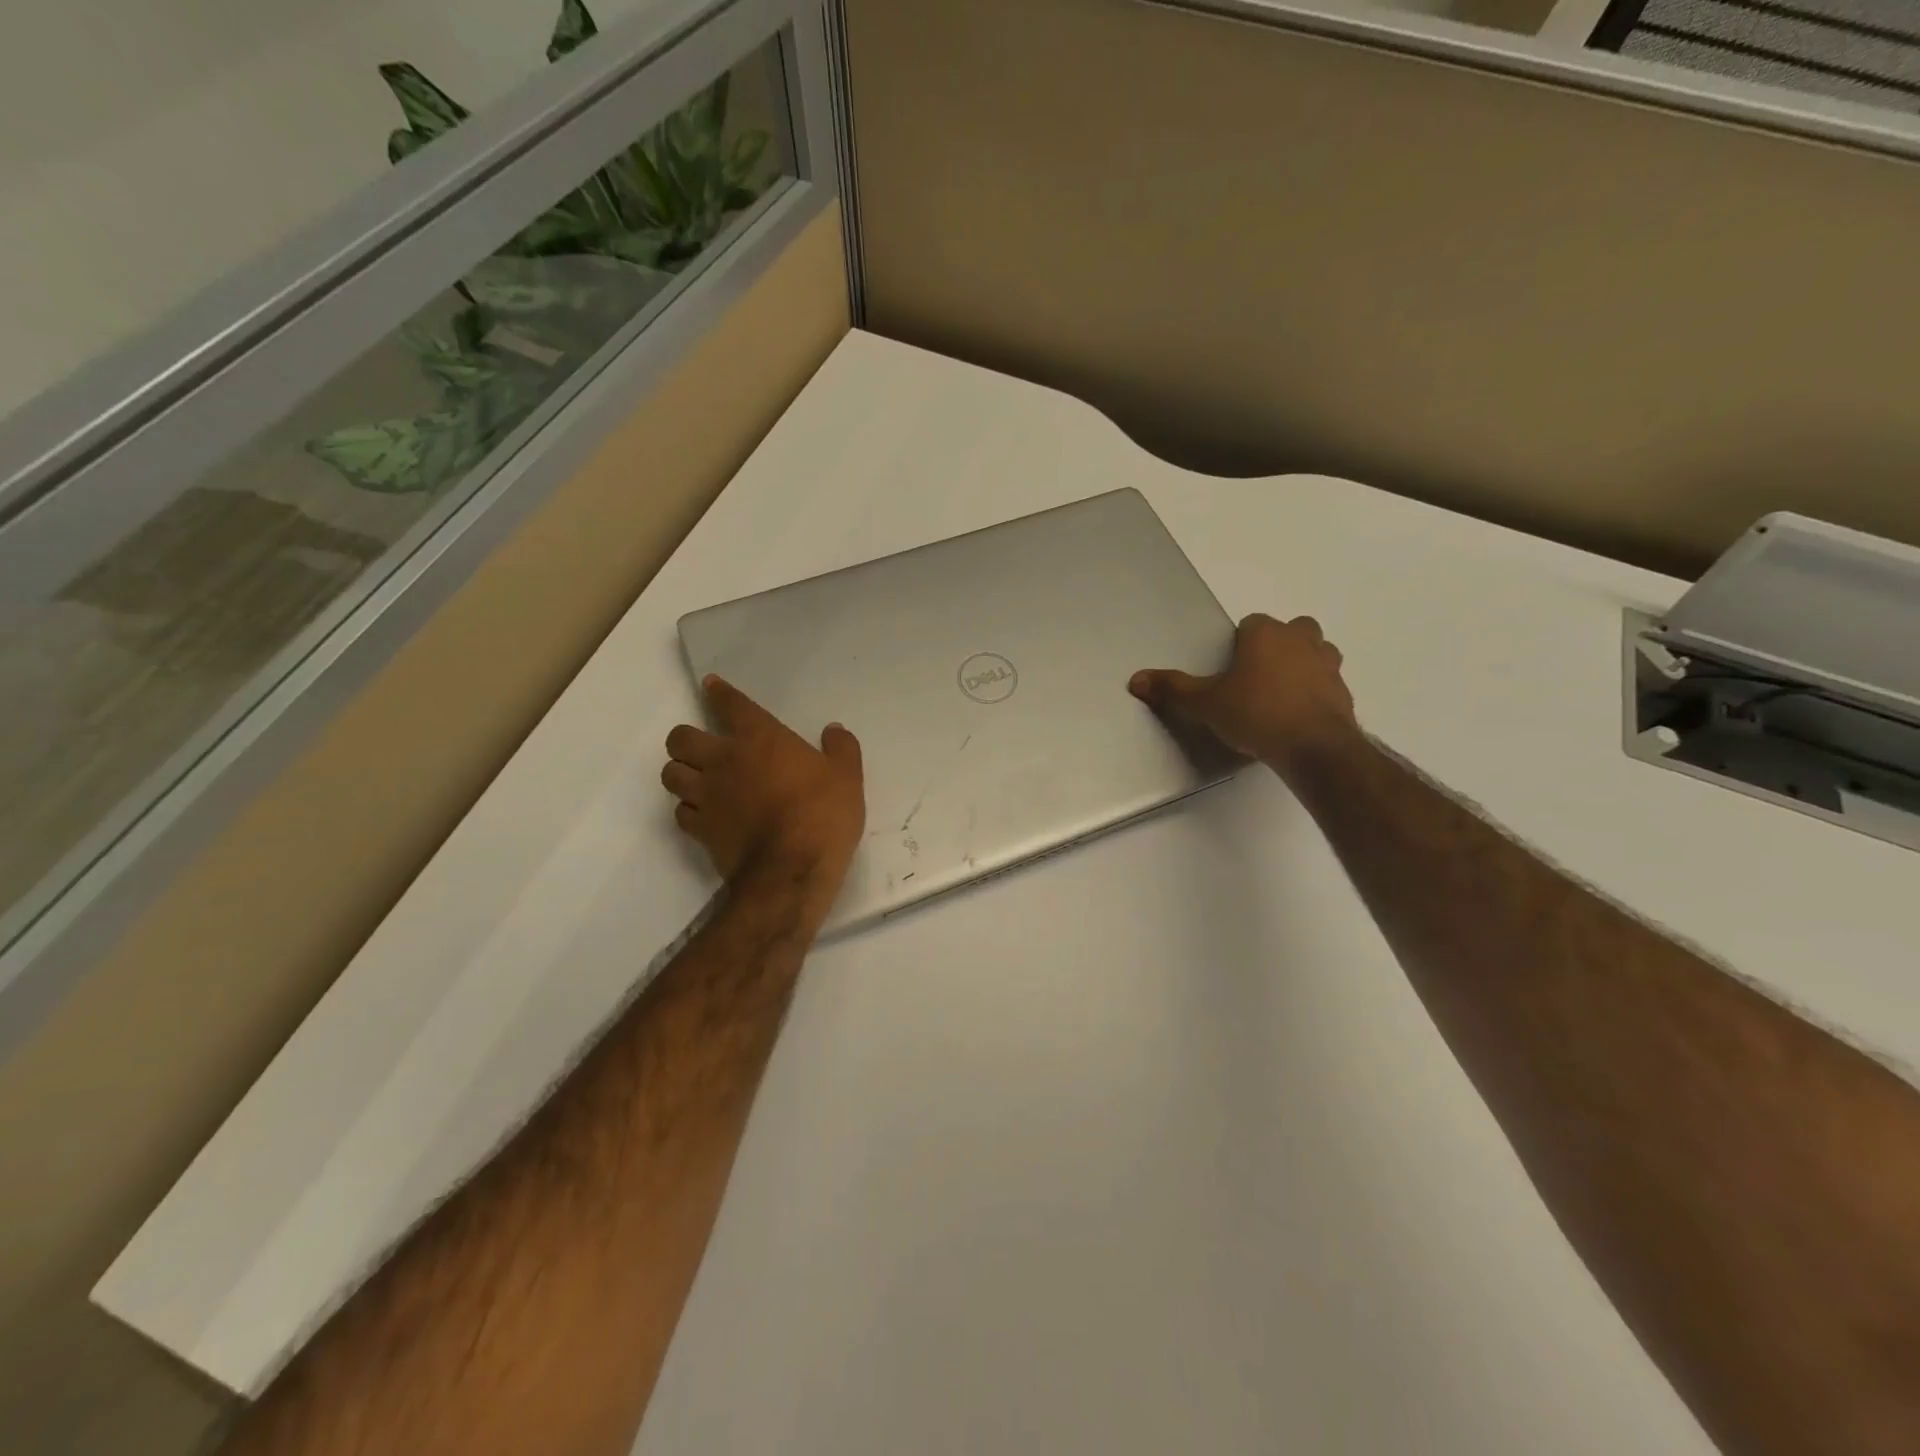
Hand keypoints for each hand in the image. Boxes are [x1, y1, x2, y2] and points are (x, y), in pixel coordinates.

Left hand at [662, 677, 865, 903]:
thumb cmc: (822, 814)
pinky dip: (689, 810)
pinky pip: (681, 812)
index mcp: (760, 738)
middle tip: (705, 748)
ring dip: (682, 773)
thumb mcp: (847, 777)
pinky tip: (705, 814)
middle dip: (688, 739)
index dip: (719, 692)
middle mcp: (724, 760)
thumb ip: (841, 748)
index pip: (730, 704)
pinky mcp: (700, 830)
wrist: (791, 870)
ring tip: (699, 780)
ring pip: (671, 774)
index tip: (711, 686)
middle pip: (680, 738)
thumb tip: (833, 730)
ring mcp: (706, 796)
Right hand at [1129, 613, 1358, 770]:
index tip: (1230, 668)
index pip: (1252, 623)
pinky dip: (1315, 694)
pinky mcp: (1344, 694)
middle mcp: (1301, 641)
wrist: (1313, 747)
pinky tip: (1297, 717)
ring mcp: (1328, 666)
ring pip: (1318, 653)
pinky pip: (1327, 685)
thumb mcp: (1204, 703)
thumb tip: (1136, 679)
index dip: (1240, 643)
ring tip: (1280, 693)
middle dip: (1278, 645)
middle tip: (1257, 675)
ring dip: (1303, 665)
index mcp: (1266, 634)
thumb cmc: (1255, 713)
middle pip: (1293, 630)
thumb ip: (1172, 689)